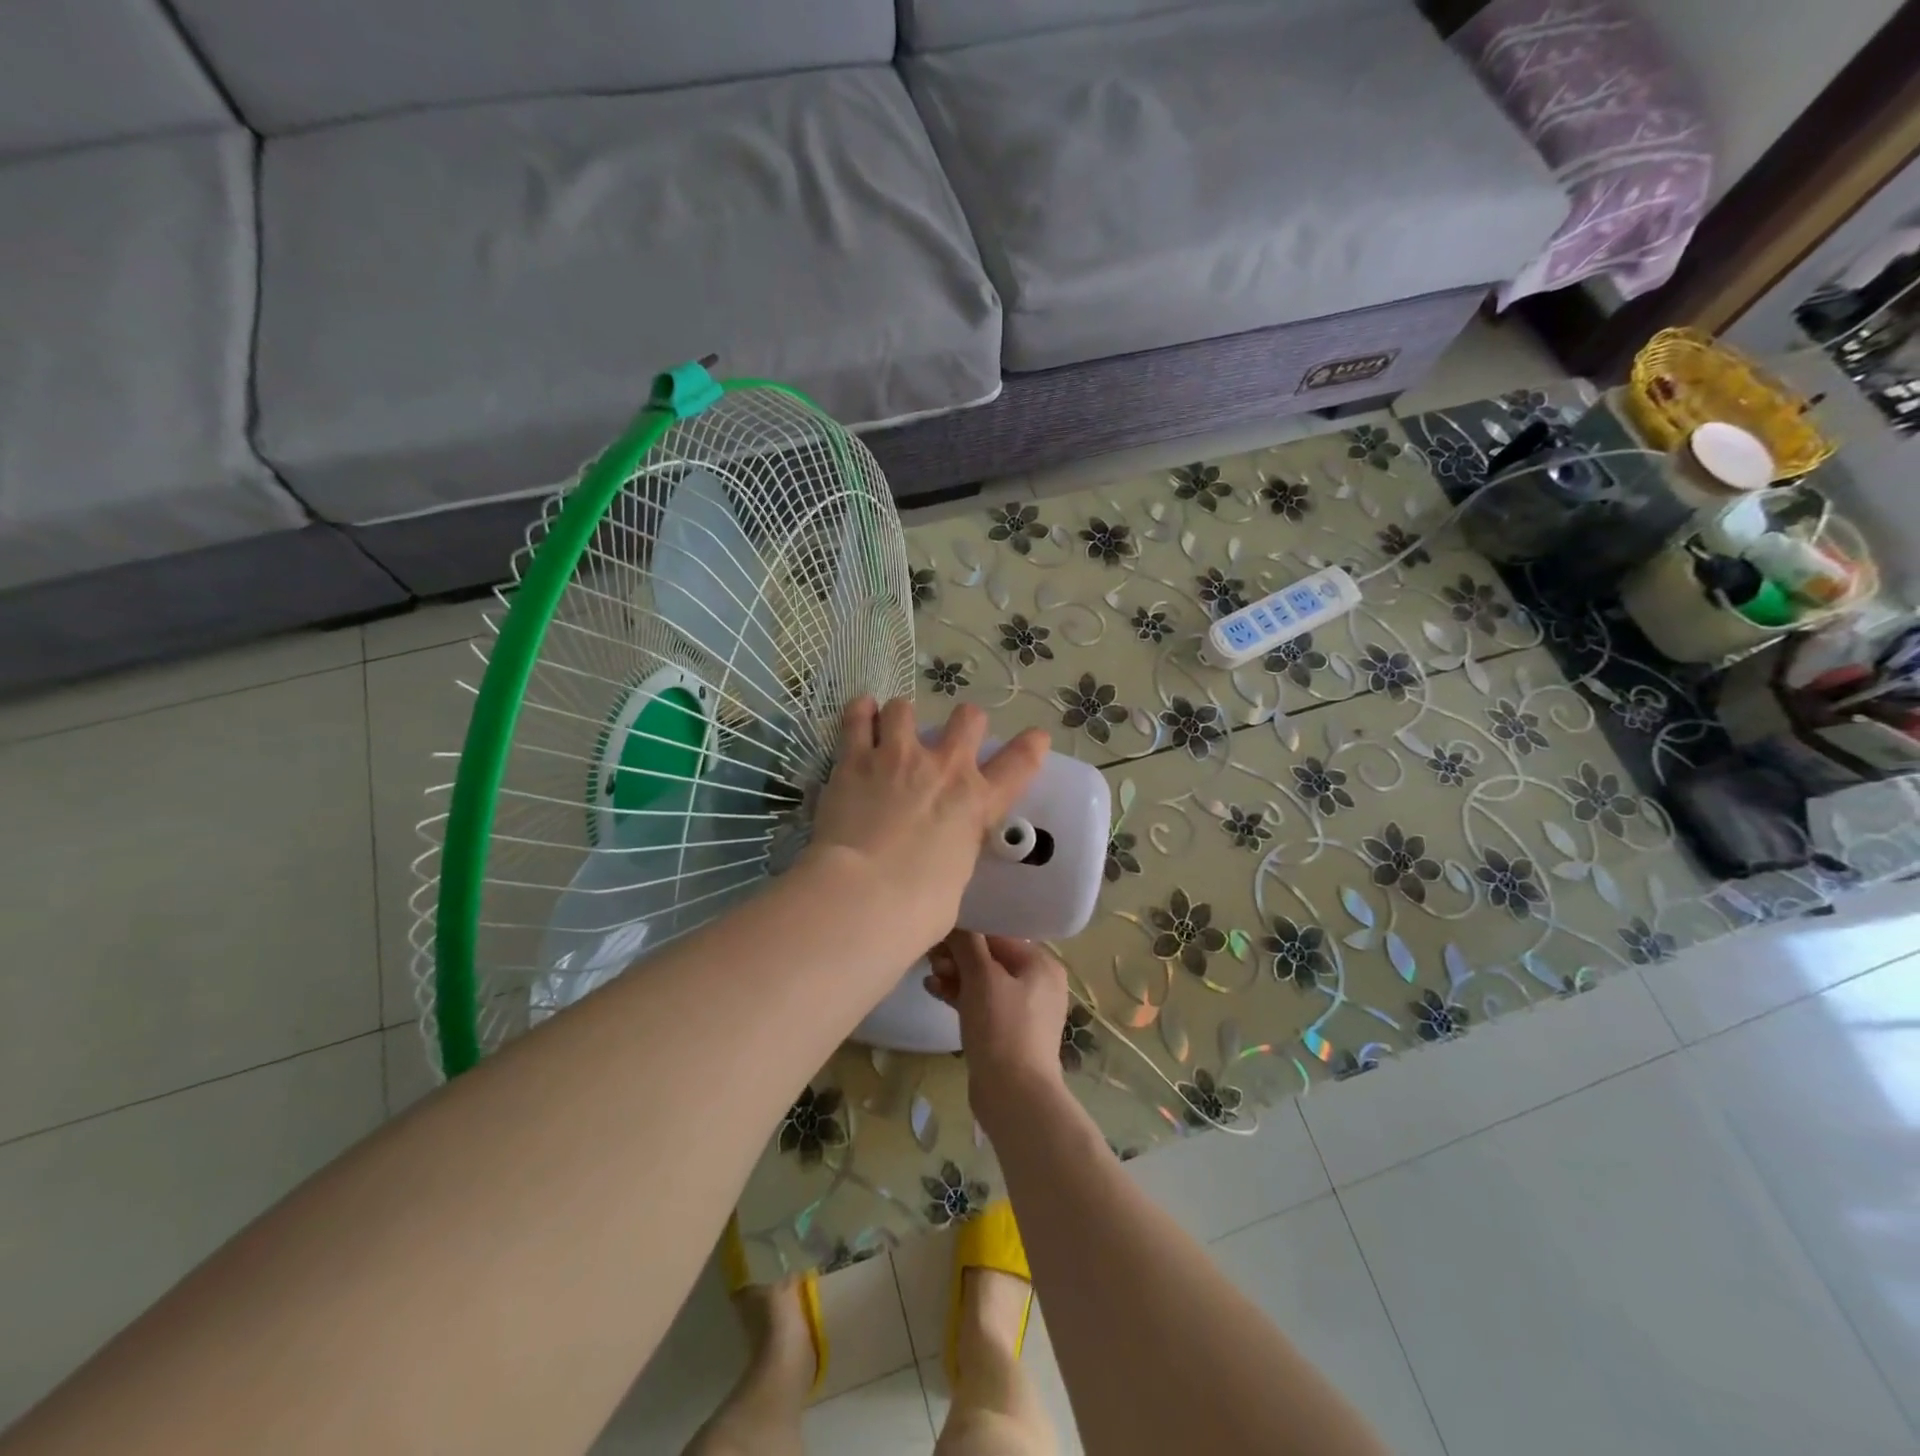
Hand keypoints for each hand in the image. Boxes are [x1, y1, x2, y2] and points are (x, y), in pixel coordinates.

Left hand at [803, 698, 1047, 954]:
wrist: (864, 895)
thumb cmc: (918, 907)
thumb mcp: (954, 885)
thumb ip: (953, 859)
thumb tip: (948, 877)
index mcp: (977, 802)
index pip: (1020, 763)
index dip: (1032, 746)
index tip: (1036, 737)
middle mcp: (944, 768)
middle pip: (968, 718)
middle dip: (965, 722)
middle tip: (950, 739)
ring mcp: (898, 756)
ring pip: (905, 708)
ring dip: (902, 717)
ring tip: (892, 728)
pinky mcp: (855, 759)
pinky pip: (857, 718)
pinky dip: (860, 712)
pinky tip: (861, 712)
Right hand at [926, 932, 1070, 1122]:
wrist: (1014, 1096)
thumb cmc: (1002, 1027)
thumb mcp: (982, 977)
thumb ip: (967, 943)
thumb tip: (955, 922)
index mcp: (1041, 963)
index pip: (1000, 934)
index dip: (968, 931)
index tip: (939, 932)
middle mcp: (1038, 982)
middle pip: (991, 956)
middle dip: (959, 955)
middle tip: (931, 956)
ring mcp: (1024, 1009)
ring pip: (984, 980)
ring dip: (956, 974)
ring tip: (929, 973)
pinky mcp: (1008, 1031)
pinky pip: (981, 1002)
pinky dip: (960, 995)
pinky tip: (933, 990)